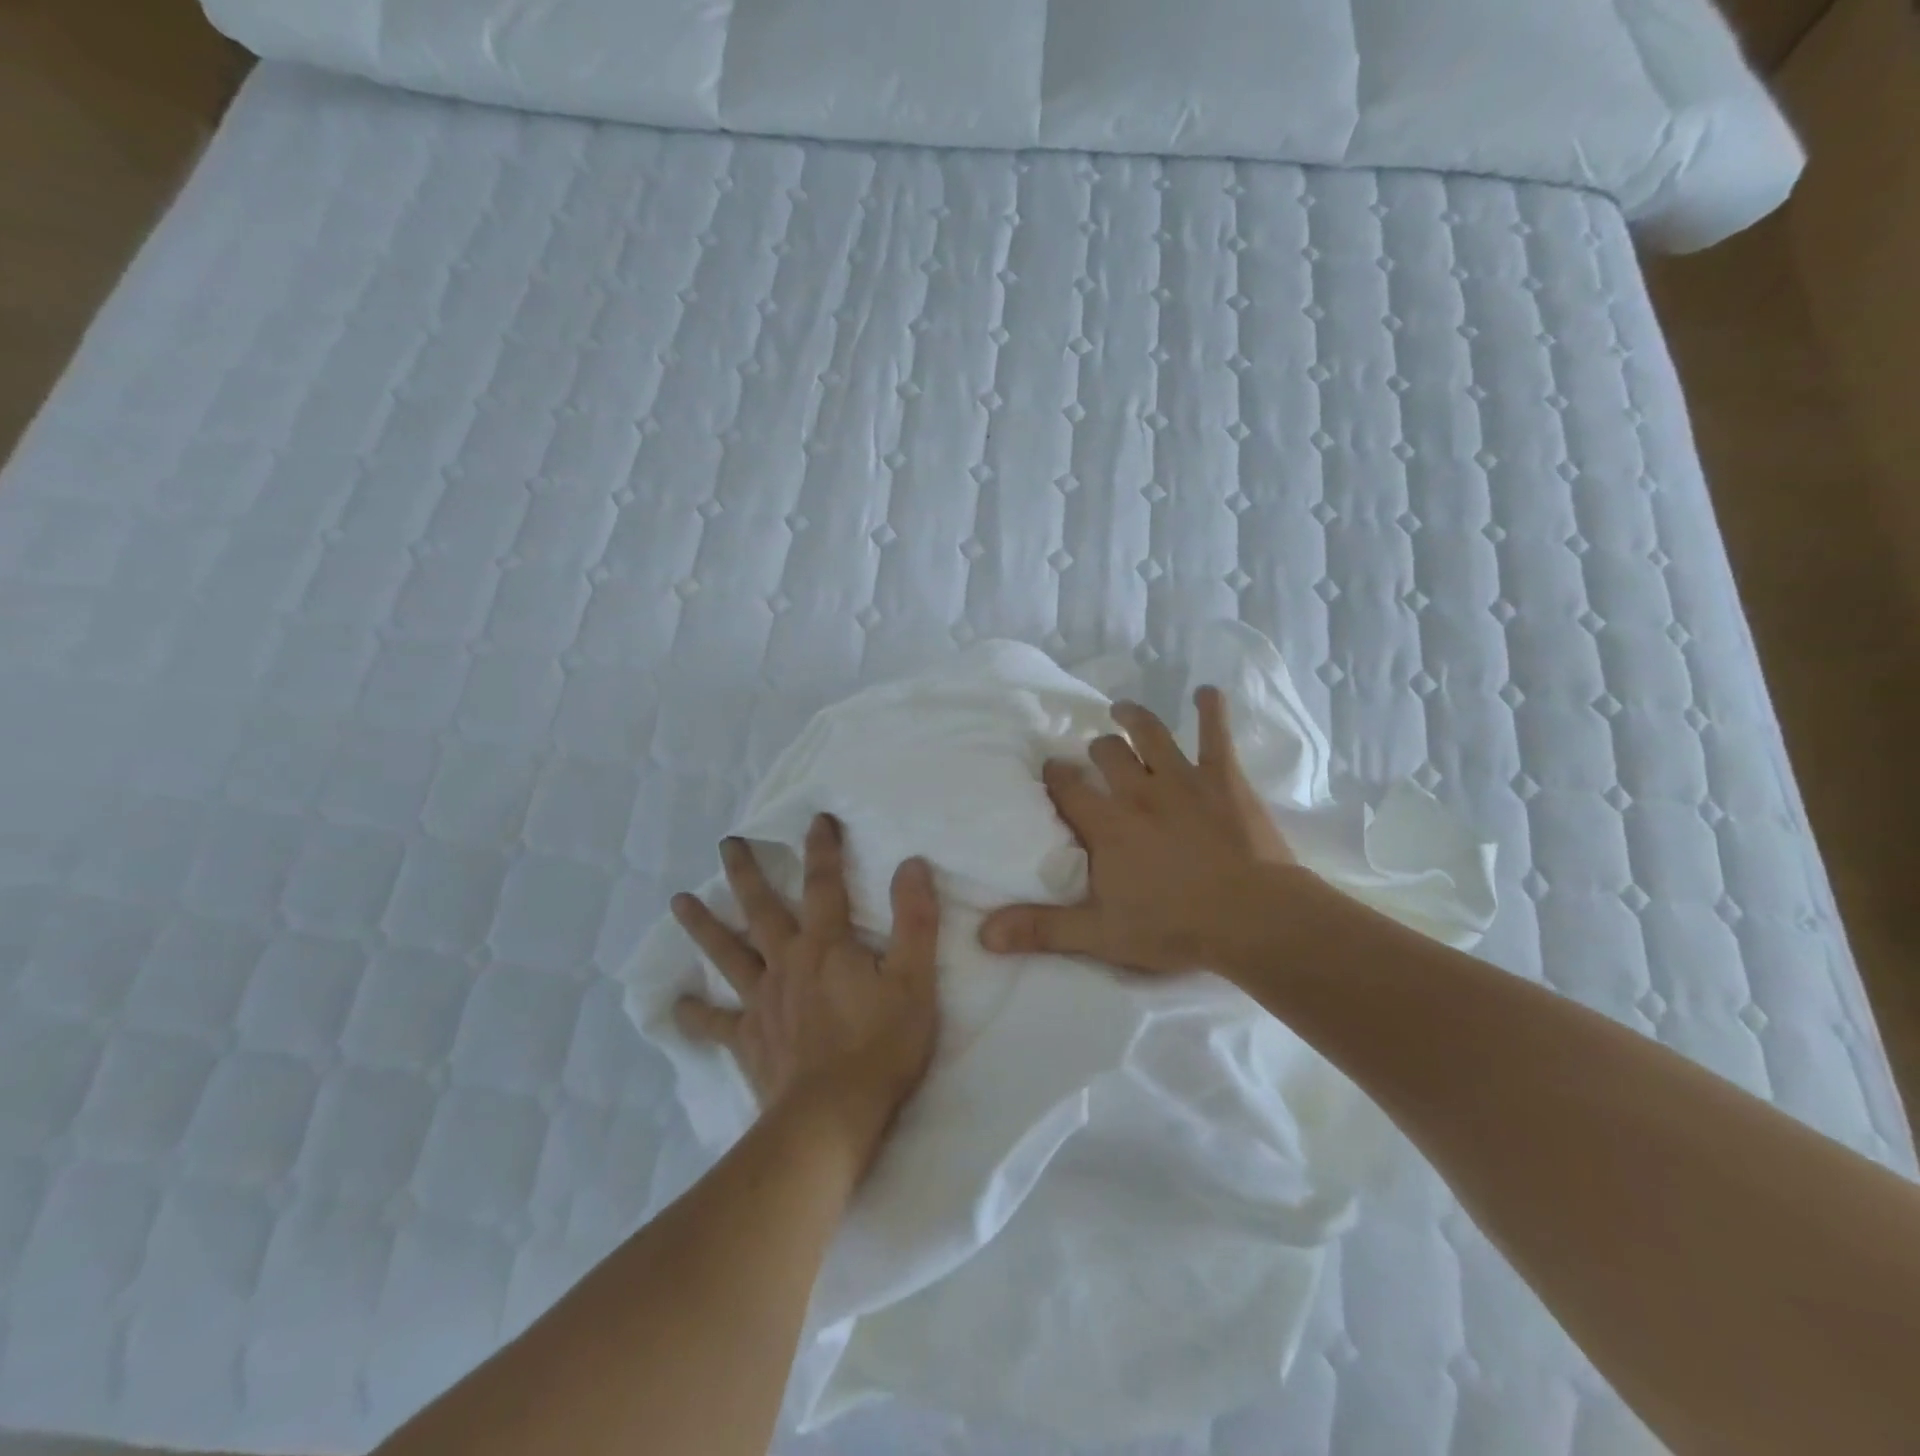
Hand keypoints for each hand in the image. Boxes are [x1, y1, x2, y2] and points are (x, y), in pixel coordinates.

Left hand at [671, 815, 940, 1168]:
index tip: (817, 819)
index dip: (823, 849)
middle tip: (727, 844)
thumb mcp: (914, 979)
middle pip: (762, 909)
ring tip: (679, 901)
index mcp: (826, 945)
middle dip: (746, 873)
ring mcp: (762, 1002)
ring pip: (727, 954)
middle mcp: (787, 962)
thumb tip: (911, 864)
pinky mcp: (749, 1040)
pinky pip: (716, 1023)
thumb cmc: (881, 1046)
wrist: (833, 1118)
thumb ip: (914, 920)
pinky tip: (675, 1007)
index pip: (824, 884)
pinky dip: (695, 1015)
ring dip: (704, 926)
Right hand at [979, 687, 1303, 975]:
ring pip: (1151, 734)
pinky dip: (1211, 710)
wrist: (1252, 918)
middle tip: (1094, 753)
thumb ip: (1042, 929)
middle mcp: (1138, 791)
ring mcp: (1183, 780)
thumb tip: (984, 934)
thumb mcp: (1100, 935)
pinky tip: (1207, 692)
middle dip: (1096, 750)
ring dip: (1134, 718)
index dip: (1056, 777)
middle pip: (1107, 754)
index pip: (1068, 789)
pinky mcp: (1224, 779)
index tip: (1050, 771)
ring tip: (1122, 709)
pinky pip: (1215, 735)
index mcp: (1107, 824)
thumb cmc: (1174, 927)